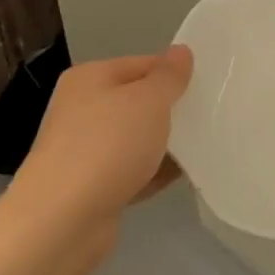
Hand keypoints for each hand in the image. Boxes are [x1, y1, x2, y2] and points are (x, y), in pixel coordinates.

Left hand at [11, 47, 195, 232]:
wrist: (62, 222)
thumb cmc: (108, 146)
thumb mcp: (149, 100)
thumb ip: (170, 76)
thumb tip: (181, 51)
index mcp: (90, 78)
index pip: (143, 64)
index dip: (175, 74)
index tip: (209, 87)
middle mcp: (83, 109)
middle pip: (139, 102)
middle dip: (172, 110)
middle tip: (211, 115)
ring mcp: (85, 151)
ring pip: (137, 139)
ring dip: (166, 144)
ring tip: (205, 146)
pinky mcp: (92, 187)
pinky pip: (133, 172)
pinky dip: (155, 173)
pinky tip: (185, 176)